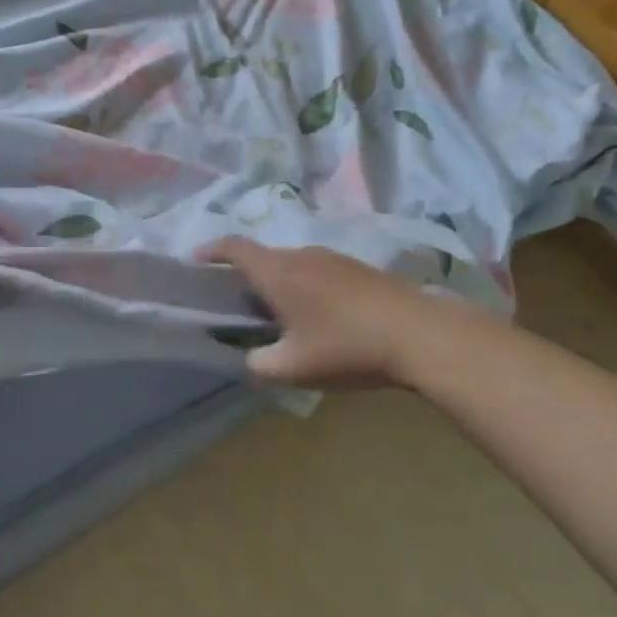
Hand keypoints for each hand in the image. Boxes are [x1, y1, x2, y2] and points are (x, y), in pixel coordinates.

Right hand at [199, 238, 469, 389]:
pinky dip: (307, 287)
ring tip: (281, 316)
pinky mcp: (360, 269)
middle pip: (265, 258)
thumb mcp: (292, 368)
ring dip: (280, 284)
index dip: (212, 251)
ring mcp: (335, 259)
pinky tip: (321, 318)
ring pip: (294, 265)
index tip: (196, 260)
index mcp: (278, 272)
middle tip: (240, 305)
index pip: (235, 249)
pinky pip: (319, 272)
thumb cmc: (346, 347)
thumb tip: (252, 359)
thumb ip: (260, 364)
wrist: (420, 334)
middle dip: (247, 277)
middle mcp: (302, 256)